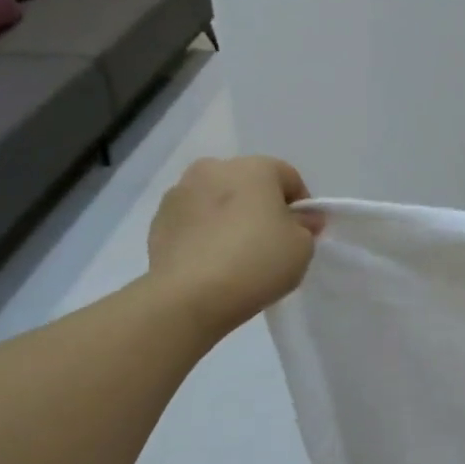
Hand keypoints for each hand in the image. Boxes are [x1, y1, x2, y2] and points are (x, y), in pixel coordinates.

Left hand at [146, 157, 319, 338]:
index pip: (289, 178)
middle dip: (261, 207)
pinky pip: (193, 221)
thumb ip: (305, 226)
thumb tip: (301, 218)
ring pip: (217, 200)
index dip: (301, 206)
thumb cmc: (257, 262)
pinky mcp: (158, 220)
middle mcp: (214, 168)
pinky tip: (211, 262)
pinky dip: (204, 233)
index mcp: (254, 168)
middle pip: (249, 184)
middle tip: (269, 243)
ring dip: (229, 217)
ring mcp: (180, 192)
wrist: (190, 296)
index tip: (302, 234)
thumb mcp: (302, 247)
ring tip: (236, 254)